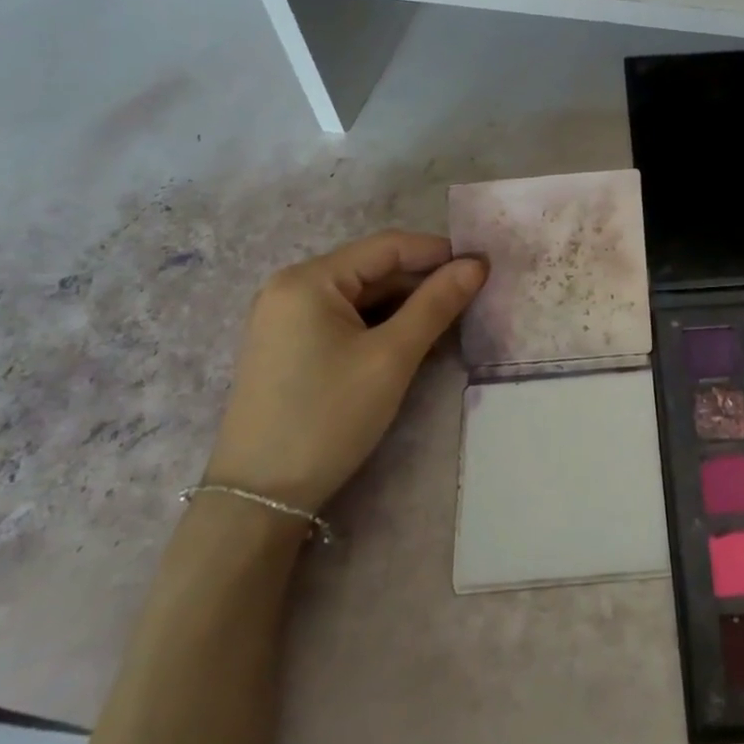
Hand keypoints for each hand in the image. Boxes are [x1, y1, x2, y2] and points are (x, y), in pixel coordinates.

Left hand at [204, 231, 485, 514]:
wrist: (259, 497)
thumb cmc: (328, 418)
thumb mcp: (391, 358)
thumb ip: (436, 304)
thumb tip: (476, 265)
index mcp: (310, 279)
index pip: (388, 246)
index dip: (439, 253)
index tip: (484, 267)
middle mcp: (291, 287)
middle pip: (373, 269)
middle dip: (424, 281)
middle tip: (474, 298)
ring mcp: (286, 317)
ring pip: (361, 296)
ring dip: (406, 305)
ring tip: (450, 321)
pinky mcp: (288, 345)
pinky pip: (345, 319)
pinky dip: (380, 324)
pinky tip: (411, 341)